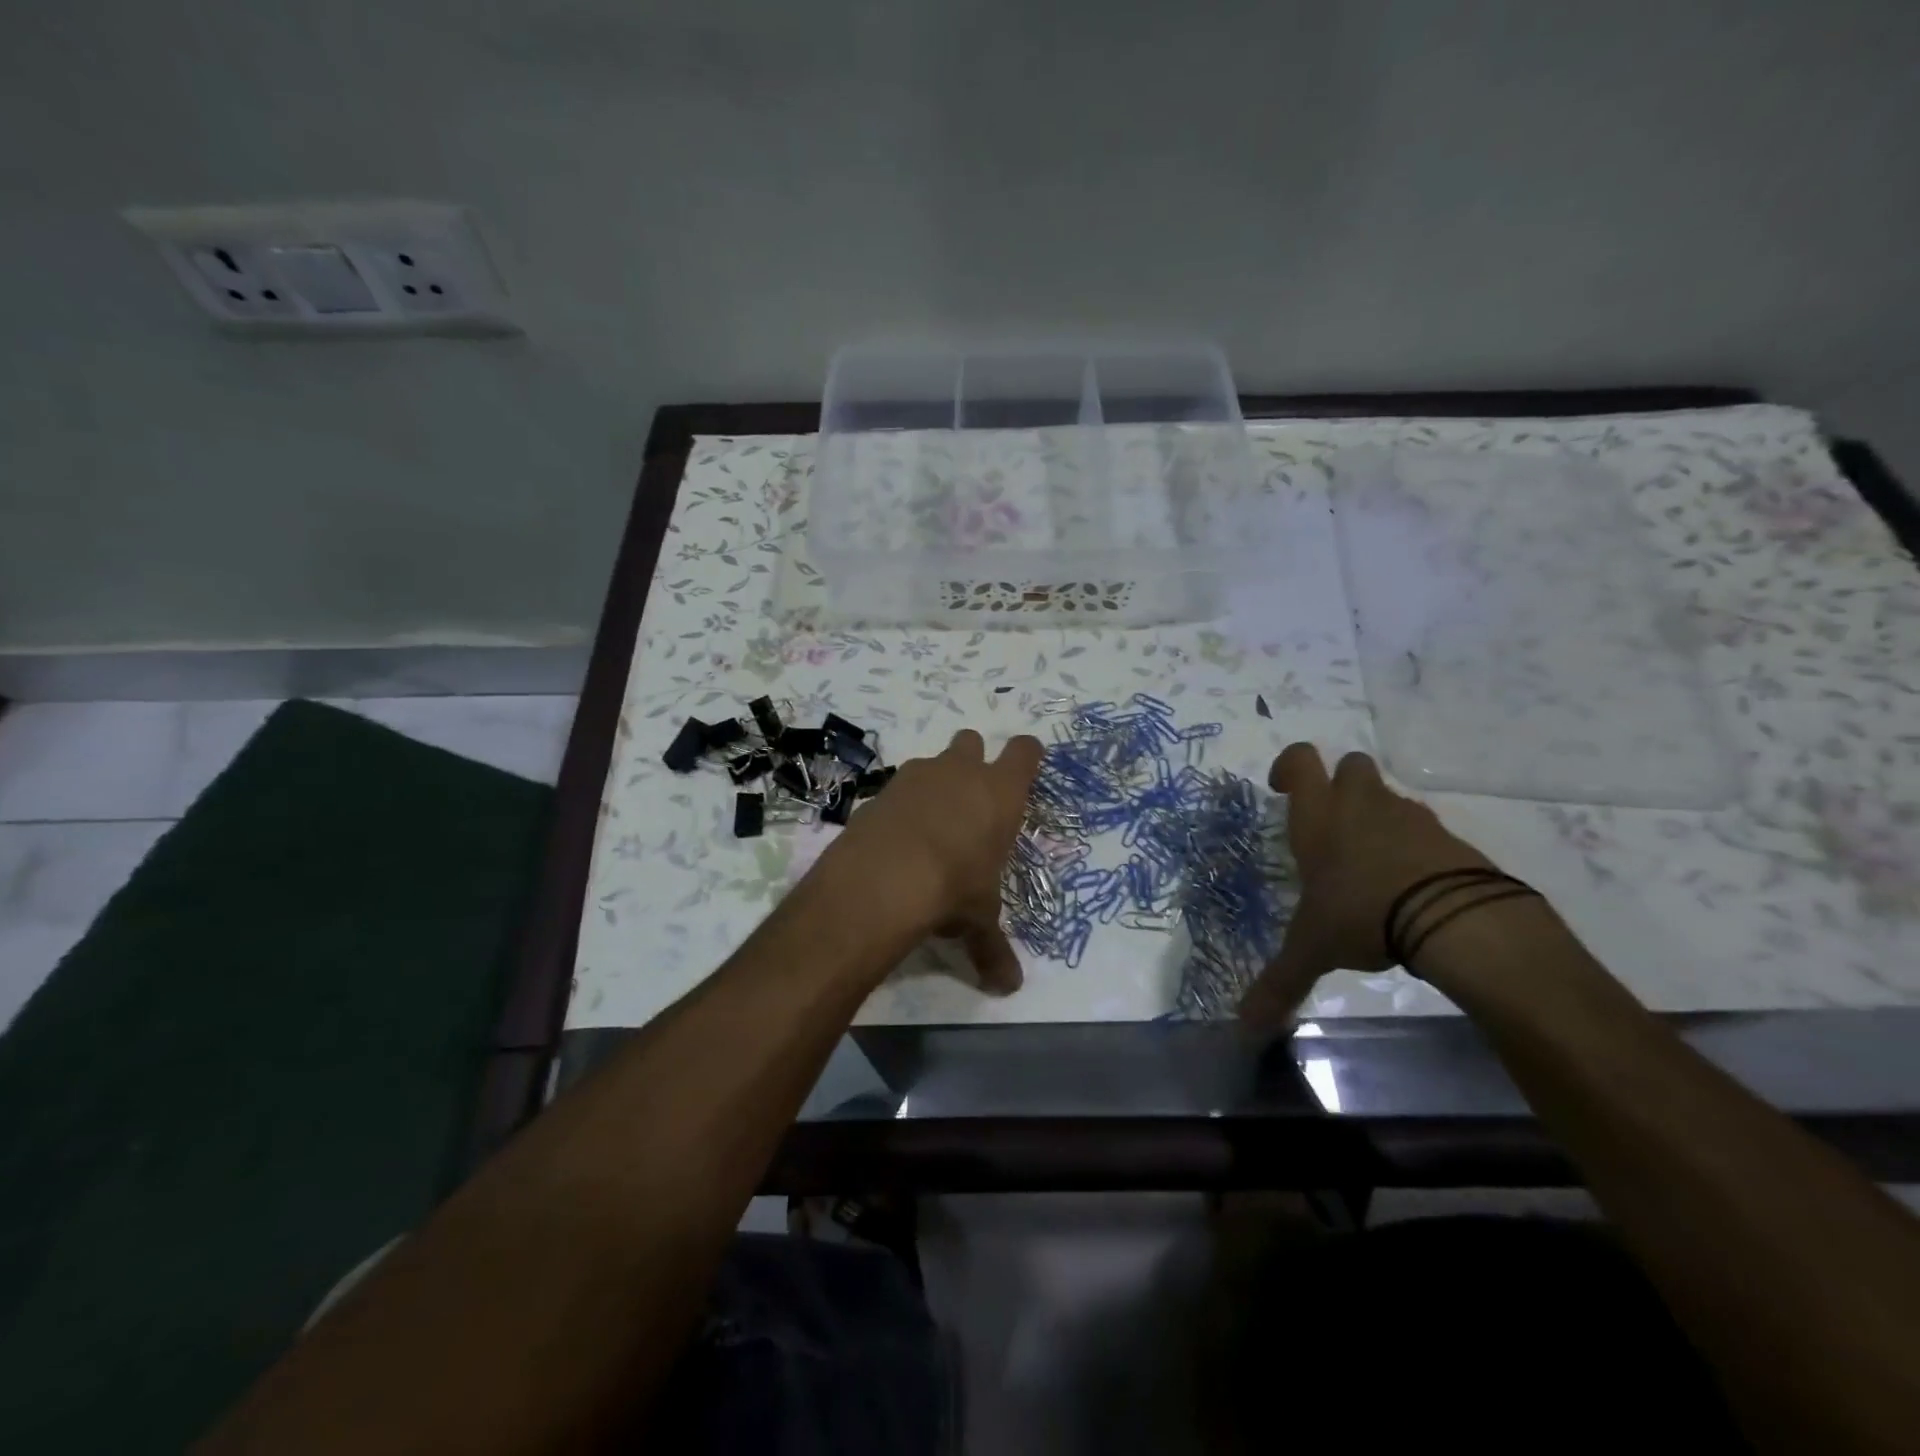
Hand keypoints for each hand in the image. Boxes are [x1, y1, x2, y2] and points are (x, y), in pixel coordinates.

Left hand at [820, 729, 1043, 993]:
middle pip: (972, 741)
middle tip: (970, 799)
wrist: (883, 879)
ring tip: (930, 826)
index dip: (1027, 757)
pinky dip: (900, 806)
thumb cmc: (953, 889)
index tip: (1025, 769)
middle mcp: (960, 772)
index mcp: (1000, 793)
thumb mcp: (978, 921)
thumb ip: (993, 949)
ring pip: (932, 762)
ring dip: (934, 784)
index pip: (1026, 751)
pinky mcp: (880, 790)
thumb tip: (1008, 988)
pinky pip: (898, 788)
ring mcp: (917, 775)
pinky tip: (896, 840)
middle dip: (973, 761)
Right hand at [1239, 743, 1494, 1027]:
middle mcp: (1361, 806)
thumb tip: (1243, 1026)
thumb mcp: (1312, 950)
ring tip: (1370, 865)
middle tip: (1330, 825)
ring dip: (1377, 818)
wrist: (1456, 919)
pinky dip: (1413, 847)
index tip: (1283, 789)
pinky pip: (1424, 830)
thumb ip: (1278, 982)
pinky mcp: (1449, 838)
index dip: (1289, 767)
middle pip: (1351, 765)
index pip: (1300, 761)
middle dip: (1340, 785)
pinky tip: (1409, 886)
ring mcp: (1410, 818)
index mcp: (1319, 819)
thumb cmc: (1362, 916)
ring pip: (1388, 797)